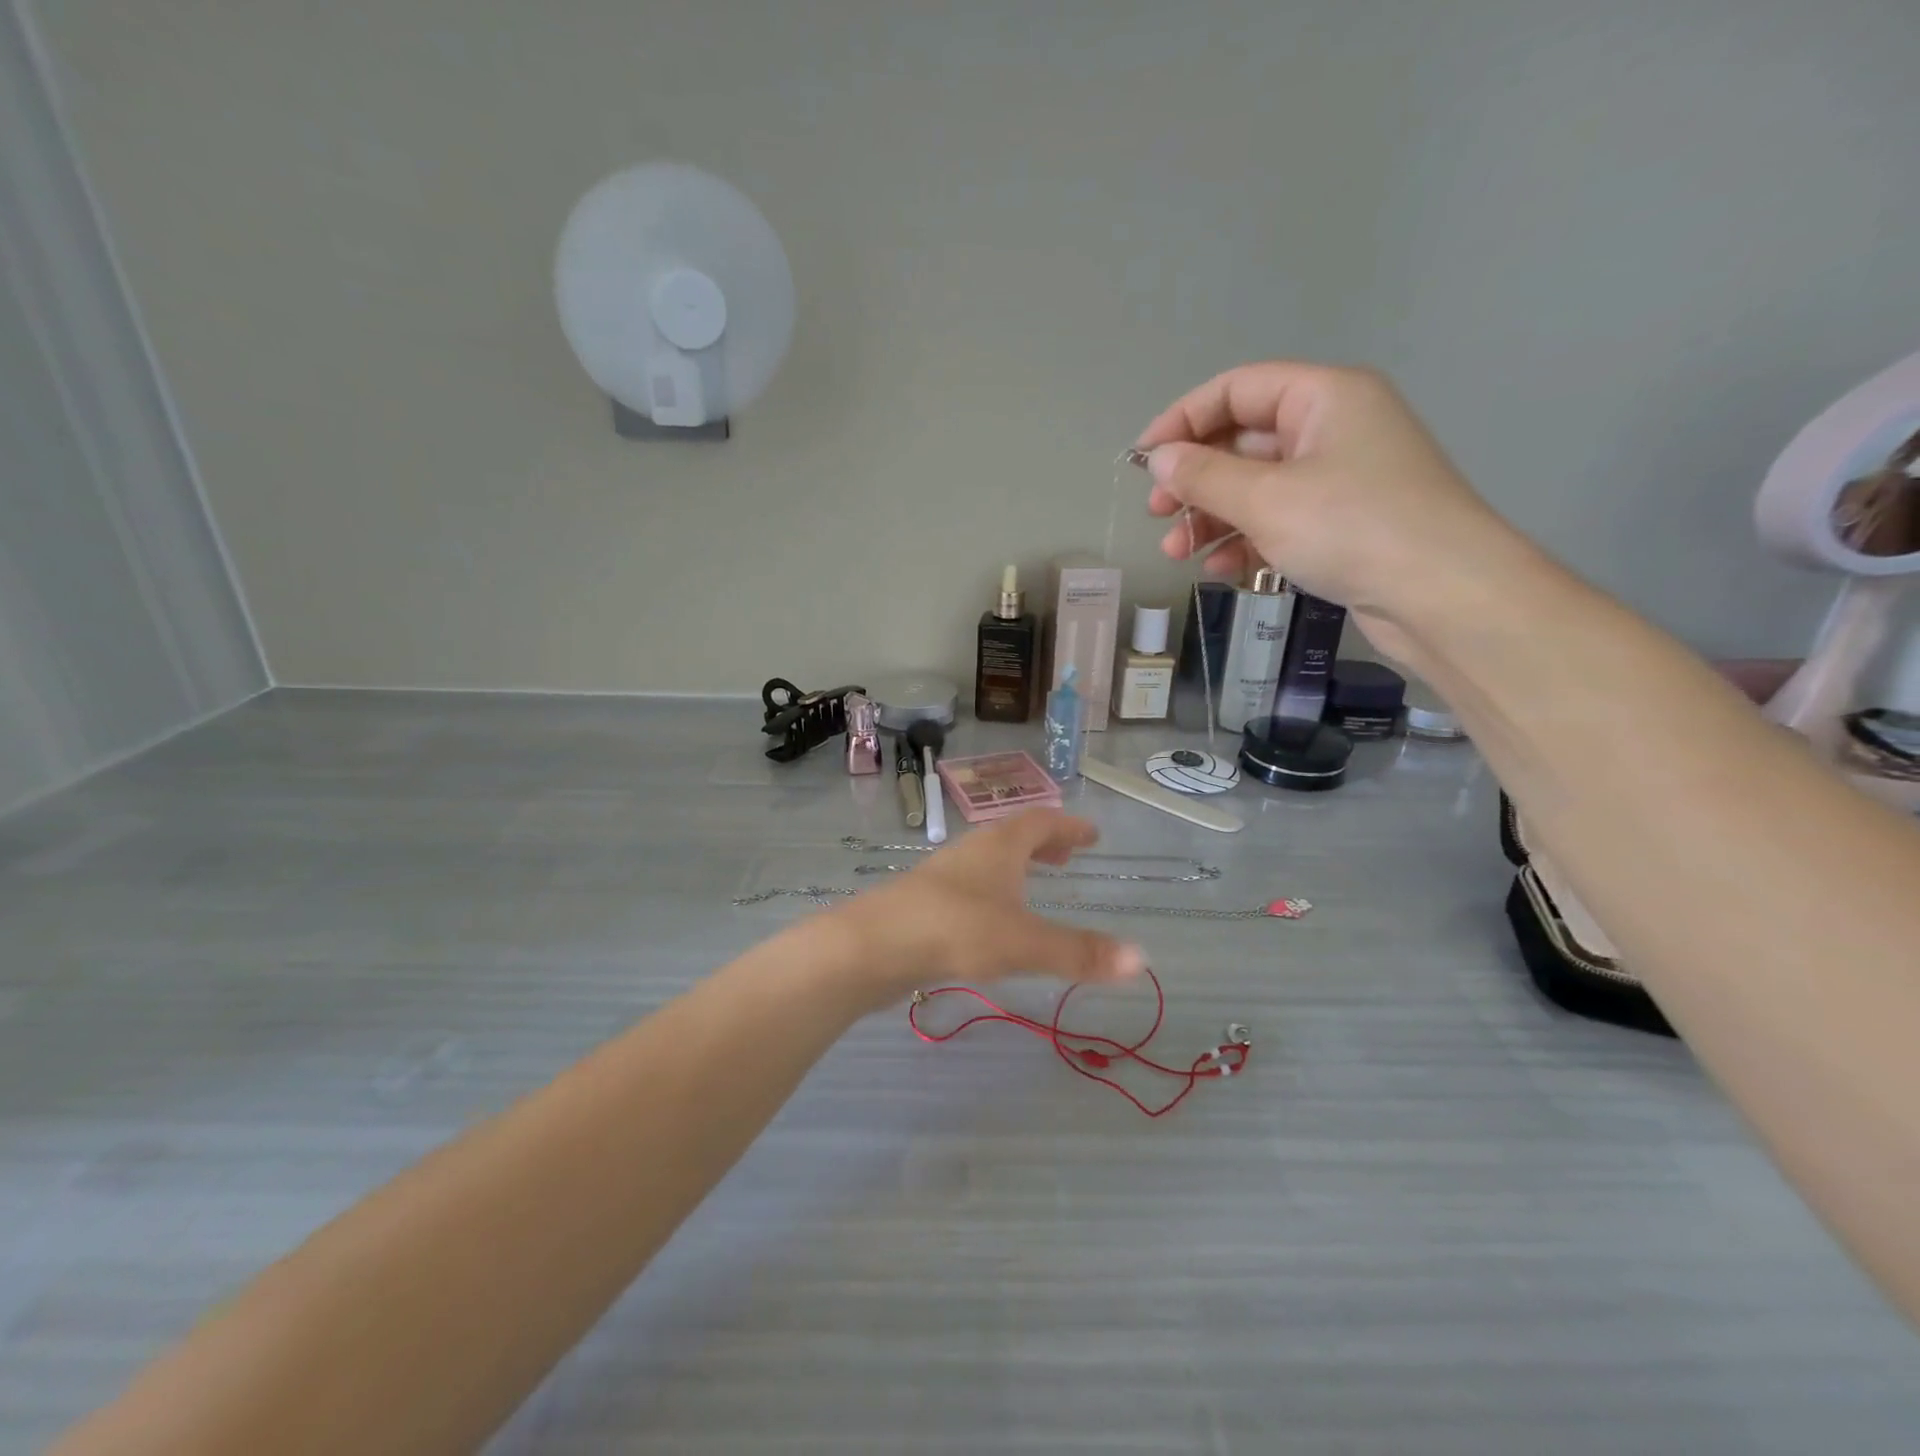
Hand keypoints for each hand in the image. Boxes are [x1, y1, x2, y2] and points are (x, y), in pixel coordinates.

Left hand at [834, 811, 1146, 1006]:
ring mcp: (944, 877)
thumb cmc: (955, 930)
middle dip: (1044, 843)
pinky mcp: (925, 904)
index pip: (1041, 821)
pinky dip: (993, 892)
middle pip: (1013, 837)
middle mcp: (971, 853)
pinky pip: (970, 887)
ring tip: (1034, 887)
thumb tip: (1142, 960)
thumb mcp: (1023, 942)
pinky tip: (992, 921)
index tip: (1091, 833)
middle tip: (1068, 855)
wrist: (872, 947)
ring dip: (1016, 868)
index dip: (1068, 826)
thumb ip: (1079, 953)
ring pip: (988, 862)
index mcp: (999, 847)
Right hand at [1135, 362, 1520, 665]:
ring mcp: (1340, 479)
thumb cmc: (1351, 528)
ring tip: (1177, 553)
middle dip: (1195, 480)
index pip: (1237, 389)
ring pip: (1257, 487)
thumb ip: (1204, 476)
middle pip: (1243, 441)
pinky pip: (1280, 520)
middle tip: (1157, 514)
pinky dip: (1245, 540)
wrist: (1443, 595)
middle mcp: (1333, 428)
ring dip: (1212, 518)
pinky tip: (1220, 569)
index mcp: (1323, 397)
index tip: (1143, 459)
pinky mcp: (1343, 524)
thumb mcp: (1266, 499)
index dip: (1183, 419)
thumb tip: (1159, 458)